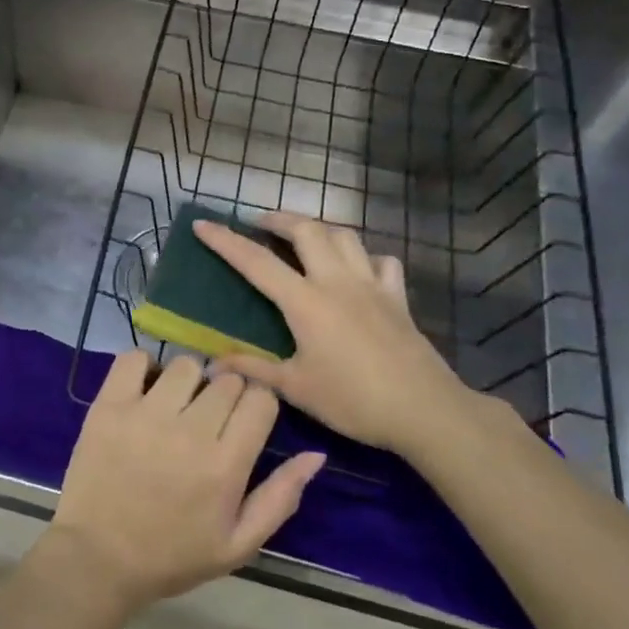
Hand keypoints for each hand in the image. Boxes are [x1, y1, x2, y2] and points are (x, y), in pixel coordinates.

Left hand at [47, 352, 324, 610]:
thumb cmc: (172, 556)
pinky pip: (134, 358)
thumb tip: (316, 454)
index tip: (243, 422)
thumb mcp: (238, 544)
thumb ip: (281, 497)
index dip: (258, 406)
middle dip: (226, 394)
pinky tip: (145, 391)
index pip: (261, 399)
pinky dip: (143, 367)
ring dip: (188, 381)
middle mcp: (189, 430)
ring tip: (175, 406)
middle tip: (208, 420)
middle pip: (227, 380)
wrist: (98, 559)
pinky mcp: (109, 405)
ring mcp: (145, 414)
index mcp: (225, 465)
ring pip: (185, 365)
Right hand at [193, 213, 481, 459]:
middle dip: (278, 218)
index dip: (225, 241)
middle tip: (260, 223)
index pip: (256, 262)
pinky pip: (382, 262)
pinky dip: (365, 257)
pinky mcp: (397, 297)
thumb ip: (253, 370)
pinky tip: (359, 268)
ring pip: (344, 236)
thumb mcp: (296, 389)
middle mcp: (336, 281)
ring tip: (304, 236)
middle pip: (306, 230)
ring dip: (319, 228)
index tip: (202, 224)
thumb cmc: (354, 400)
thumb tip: (212, 364)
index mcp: (305, 301)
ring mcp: (371, 285)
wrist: (425, 410)